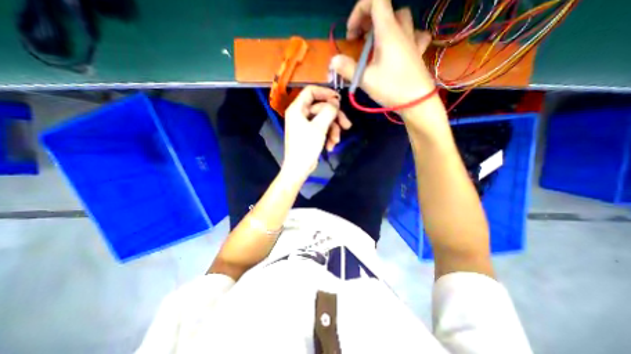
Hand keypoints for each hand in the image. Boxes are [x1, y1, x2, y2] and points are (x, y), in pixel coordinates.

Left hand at [280, 85, 349, 181]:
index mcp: (297, 109)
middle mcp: (300, 114)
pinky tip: (330, 146)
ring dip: (333, 130)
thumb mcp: (319, 127)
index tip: (338, 99)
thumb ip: (329, 111)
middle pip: (321, 108)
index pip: (311, 92)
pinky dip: (328, 136)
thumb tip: (336, 101)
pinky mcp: (309, 134)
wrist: (299, 168)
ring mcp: (305, 125)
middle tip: (347, 125)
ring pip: (323, 120)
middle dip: (335, 118)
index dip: (325, 93)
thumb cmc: (306, 146)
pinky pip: (321, 129)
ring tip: (336, 141)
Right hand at [330, 0, 439, 109]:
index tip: (352, 33)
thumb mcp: (365, 80)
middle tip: (359, 40)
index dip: (359, 10)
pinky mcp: (417, 52)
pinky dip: (404, 36)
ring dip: (385, 26)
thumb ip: (348, 68)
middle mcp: (402, 30)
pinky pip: (414, 34)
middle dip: (368, 20)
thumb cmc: (391, 88)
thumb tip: (333, 61)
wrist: (417, 102)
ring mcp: (412, 40)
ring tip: (375, 43)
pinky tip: (399, 47)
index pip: (376, 0)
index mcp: (388, 32)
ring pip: (400, 19)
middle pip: (386, 9)